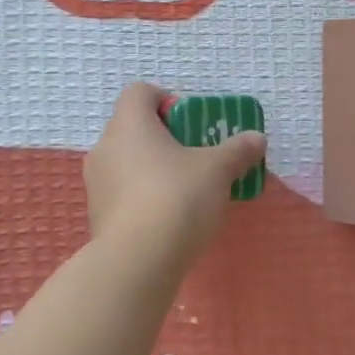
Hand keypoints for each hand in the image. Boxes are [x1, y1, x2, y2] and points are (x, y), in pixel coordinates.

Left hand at [85, 83, 266, 266]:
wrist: (138, 261)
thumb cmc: (177, 198)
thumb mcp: (218, 170)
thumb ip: (237, 150)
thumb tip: (256, 138)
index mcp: (130, 124)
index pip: (139, 92)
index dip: (165, 99)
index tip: (190, 122)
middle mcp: (106, 146)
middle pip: (133, 128)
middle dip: (164, 138)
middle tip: (195, 156)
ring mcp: (97, 183)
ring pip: (127, 162)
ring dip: (152, 169)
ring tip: (184, 191)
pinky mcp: (97, 215)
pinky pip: (123, 193)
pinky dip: (142, 197)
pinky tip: (168, 219)